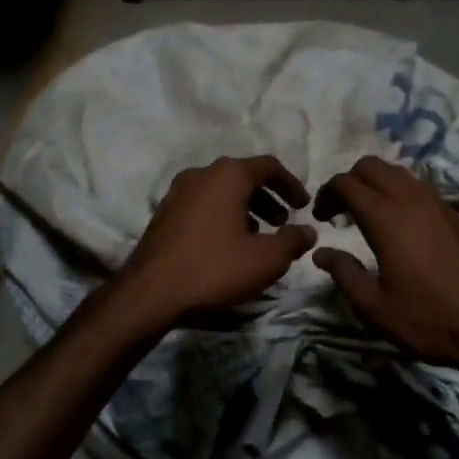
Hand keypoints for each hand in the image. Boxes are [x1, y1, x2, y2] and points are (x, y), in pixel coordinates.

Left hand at [115, 155, 316, 326]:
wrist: (151, 292)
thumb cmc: (214, 268)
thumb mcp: (266, 259)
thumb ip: (293, 241)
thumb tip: (308, 231)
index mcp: (228, 175)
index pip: (269, 166)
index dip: (292, 185)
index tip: (304, 206)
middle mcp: (202, 173)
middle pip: (244, 176)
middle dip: (268, 197)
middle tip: (283, 223)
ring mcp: (178, 191)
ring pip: (222, 190)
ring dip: (246, 207)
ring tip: (259, 235)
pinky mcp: (164, 211)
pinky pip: (204, 203)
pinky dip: (223, 214)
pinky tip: (229, 243)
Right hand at [312, 157, 458, 393]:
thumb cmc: (430, 319)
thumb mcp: (376, 307)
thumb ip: (344, 274)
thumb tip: (321, 252)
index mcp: (385, 217)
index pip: (346, 183)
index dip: (326, 194)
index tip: (320, 217)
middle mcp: (410, 199)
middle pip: (371, 166)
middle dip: (349, 180)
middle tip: (340, 211)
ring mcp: (437, 203)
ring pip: (397, 171)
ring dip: (375, 183)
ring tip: (367, 214)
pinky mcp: (455, 214)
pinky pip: (418, 187)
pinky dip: (399, 192)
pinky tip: (399, 224)